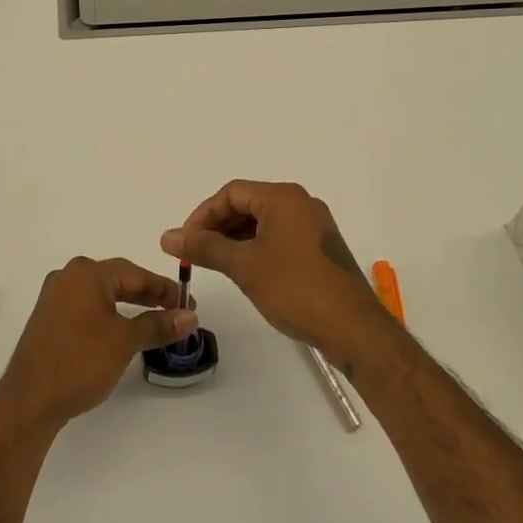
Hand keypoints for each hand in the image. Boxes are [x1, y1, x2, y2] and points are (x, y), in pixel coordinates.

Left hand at [0, 256, 197, 430]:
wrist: (30, 400)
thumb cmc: (80, 361)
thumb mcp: (125, 341)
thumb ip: (158, 324)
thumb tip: (190, 316)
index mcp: (86, 273)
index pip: (135, 273)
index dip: (164, 288)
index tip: (188, 302)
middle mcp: (68, 277)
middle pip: (117, 280)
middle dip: (148, 295)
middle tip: (176, 311)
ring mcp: (54, 298)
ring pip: (102, 295)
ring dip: (129, 306)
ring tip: (154, 321)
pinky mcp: (48, 320)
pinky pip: (87, 308)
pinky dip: (109, 316)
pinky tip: (121, 331)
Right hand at [161, 180, 387, 367]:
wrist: (354, 330)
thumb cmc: (296, 289)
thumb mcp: (244, 266)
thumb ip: (205, 247)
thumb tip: (168, 236)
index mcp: (283, 197)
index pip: (232, 193)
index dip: (203, 214)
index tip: (184, 241)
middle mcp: (301, 204)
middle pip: (248, 204)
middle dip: (217, 226)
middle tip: (194, 253)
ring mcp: (314, 227)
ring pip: (264, 223)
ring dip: (236, 239)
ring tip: (215, 264)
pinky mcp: (320, 250)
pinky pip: (280, 238)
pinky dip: (257, 249)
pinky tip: (245, 272)